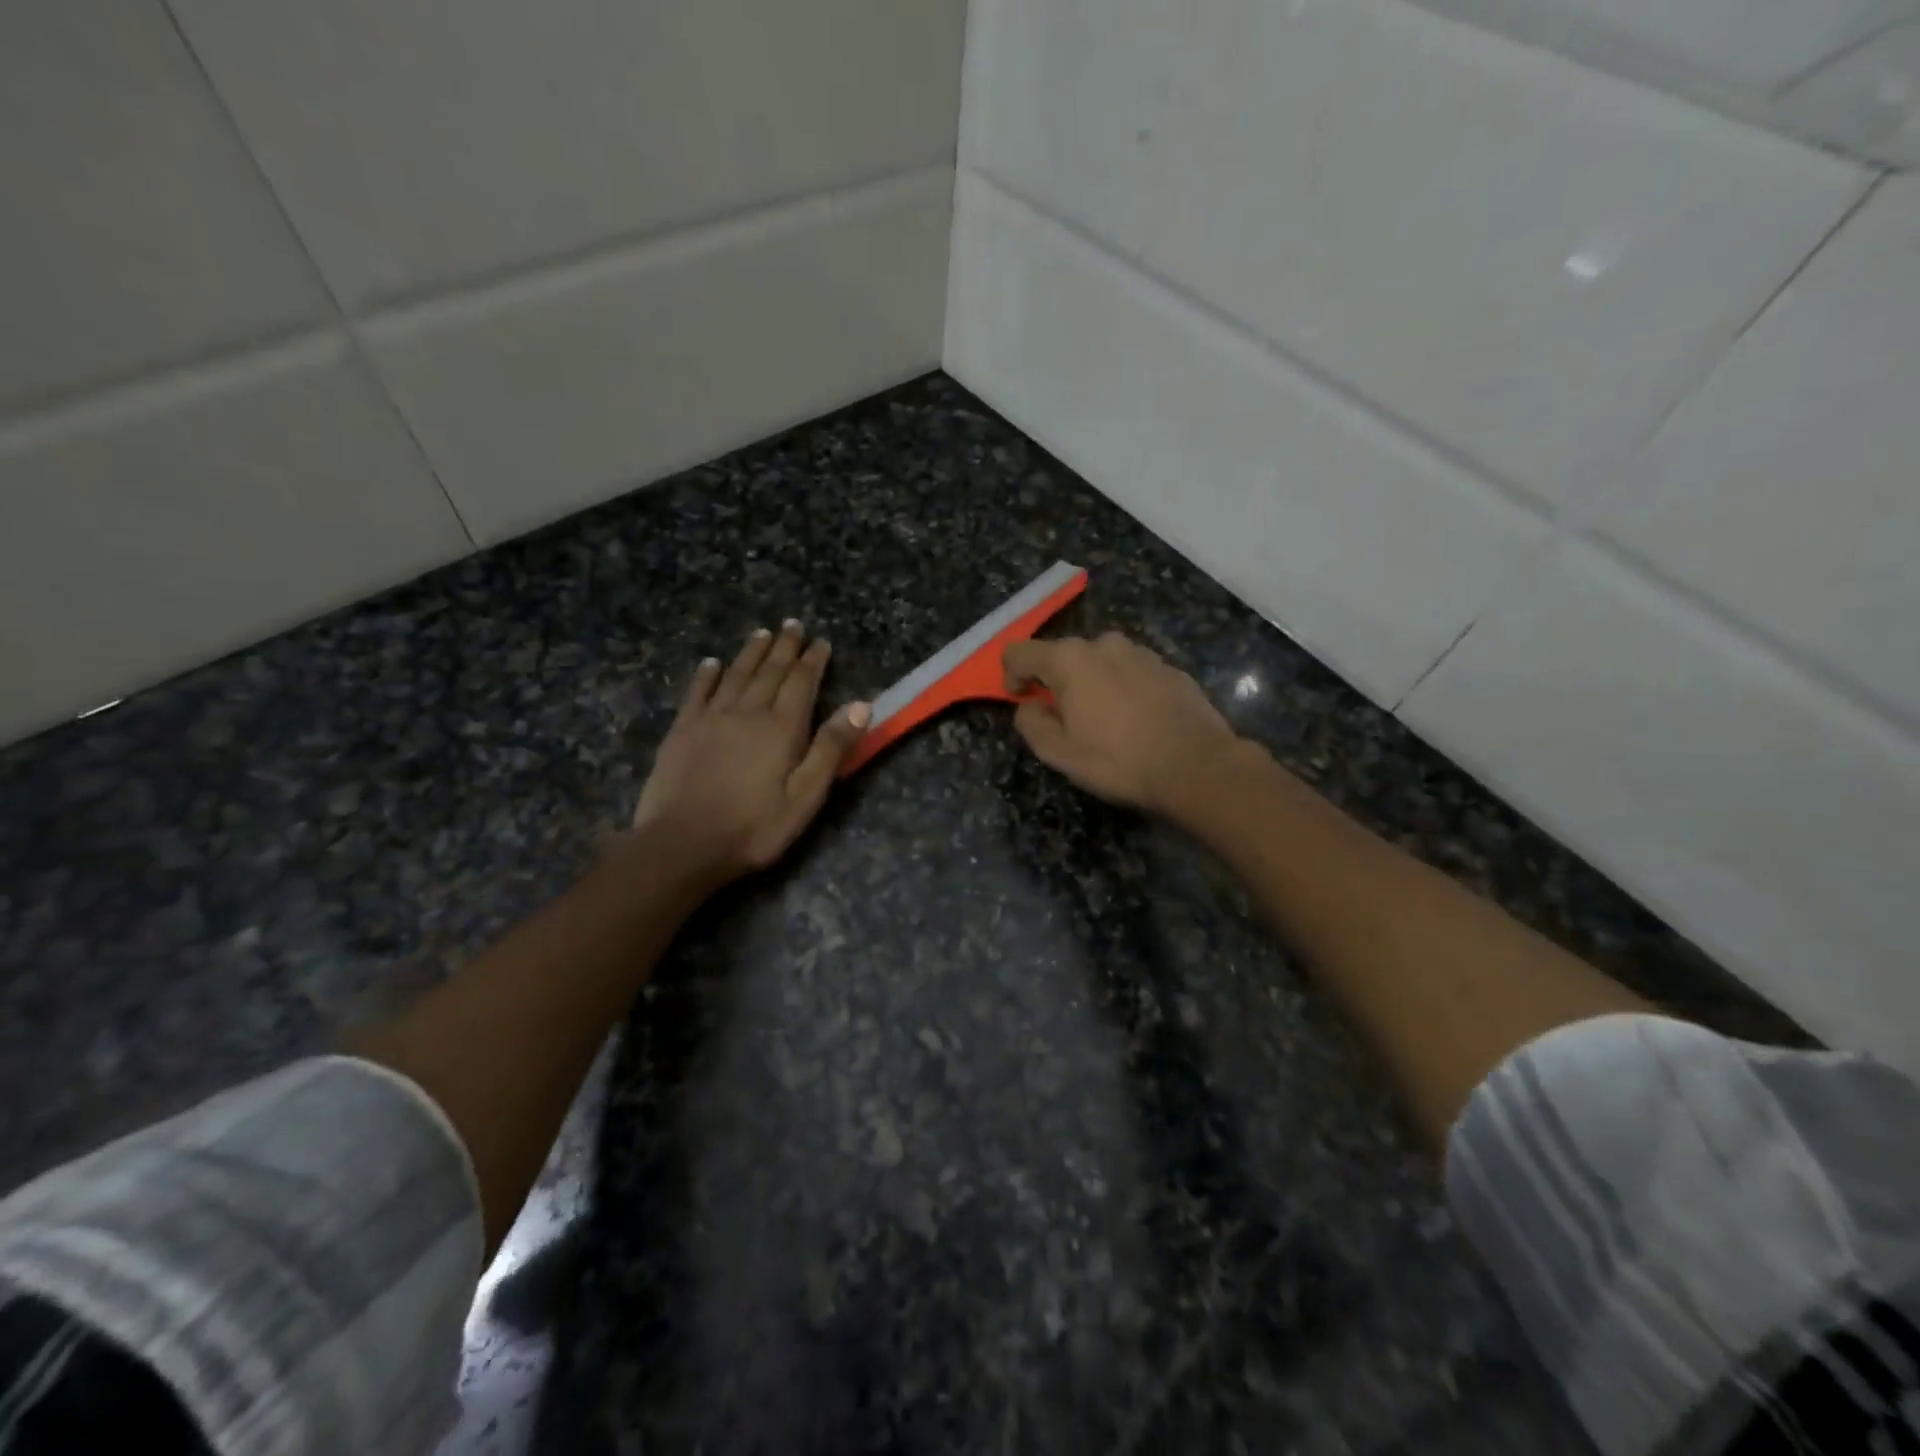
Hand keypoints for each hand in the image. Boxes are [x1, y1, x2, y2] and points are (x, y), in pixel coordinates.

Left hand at [632, 621, 869, 886]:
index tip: (821, 642)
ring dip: (751, 652)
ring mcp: (711, 718)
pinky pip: (698, 692)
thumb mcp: (806, 796)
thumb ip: (831, 749)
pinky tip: (712, 663)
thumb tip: (861, 705)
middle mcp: (748, 712)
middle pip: (770, 671)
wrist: (683, 844)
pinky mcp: (683, 730)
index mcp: (782, 727)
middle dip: (784, 647)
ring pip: (736, 674)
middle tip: (792, 625)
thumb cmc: (754, 827)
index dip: (813, 661)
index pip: (802, 683)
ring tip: (762, 633)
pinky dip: (707, 674)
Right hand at [1003, 632, 1241, 814]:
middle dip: (1054, 681)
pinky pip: (1129, 671)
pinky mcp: (1168, 666)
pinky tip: (1134, 720)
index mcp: (1069, 659)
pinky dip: (1121, 688)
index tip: (1021, 701)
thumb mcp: (1059, 753)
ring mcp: (1140, 652)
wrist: (1196, 765)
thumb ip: (1031, 723)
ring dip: (1090, 683)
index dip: (1011, 676)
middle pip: (1062, 655)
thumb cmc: (1118, 760)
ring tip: (1102, 721)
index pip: (1020, 652)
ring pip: (1099, 661)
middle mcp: (1103, 644)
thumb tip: (1029, 706)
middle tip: (1063, 719)